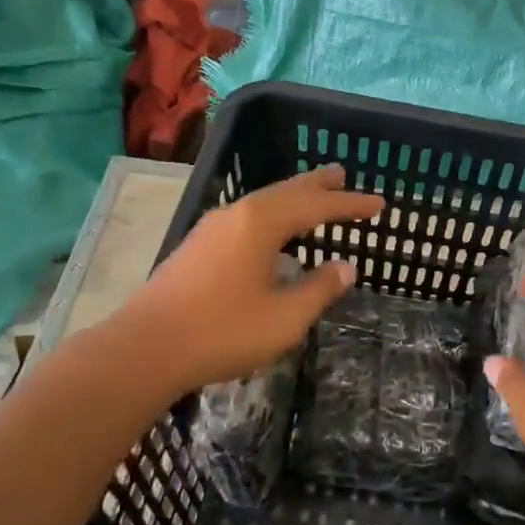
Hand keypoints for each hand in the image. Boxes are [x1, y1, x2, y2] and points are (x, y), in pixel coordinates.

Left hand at [120, 165, 383, 392]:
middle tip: (343, 175)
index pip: (316, 206)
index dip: (349, 205)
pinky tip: (272, 230)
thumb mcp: (284, 317)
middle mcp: (237, 214)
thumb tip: (345, 267)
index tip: (379, 205)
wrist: (145, 348)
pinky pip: (247, 217)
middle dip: (318, 185)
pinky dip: (272, 214)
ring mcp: (213, 228)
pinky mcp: (198, 246)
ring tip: (314, 196)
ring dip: (292, 197)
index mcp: (261, 223)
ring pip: (263, 202)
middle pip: (286, 191)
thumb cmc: (223, 331)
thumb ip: (319, 289)